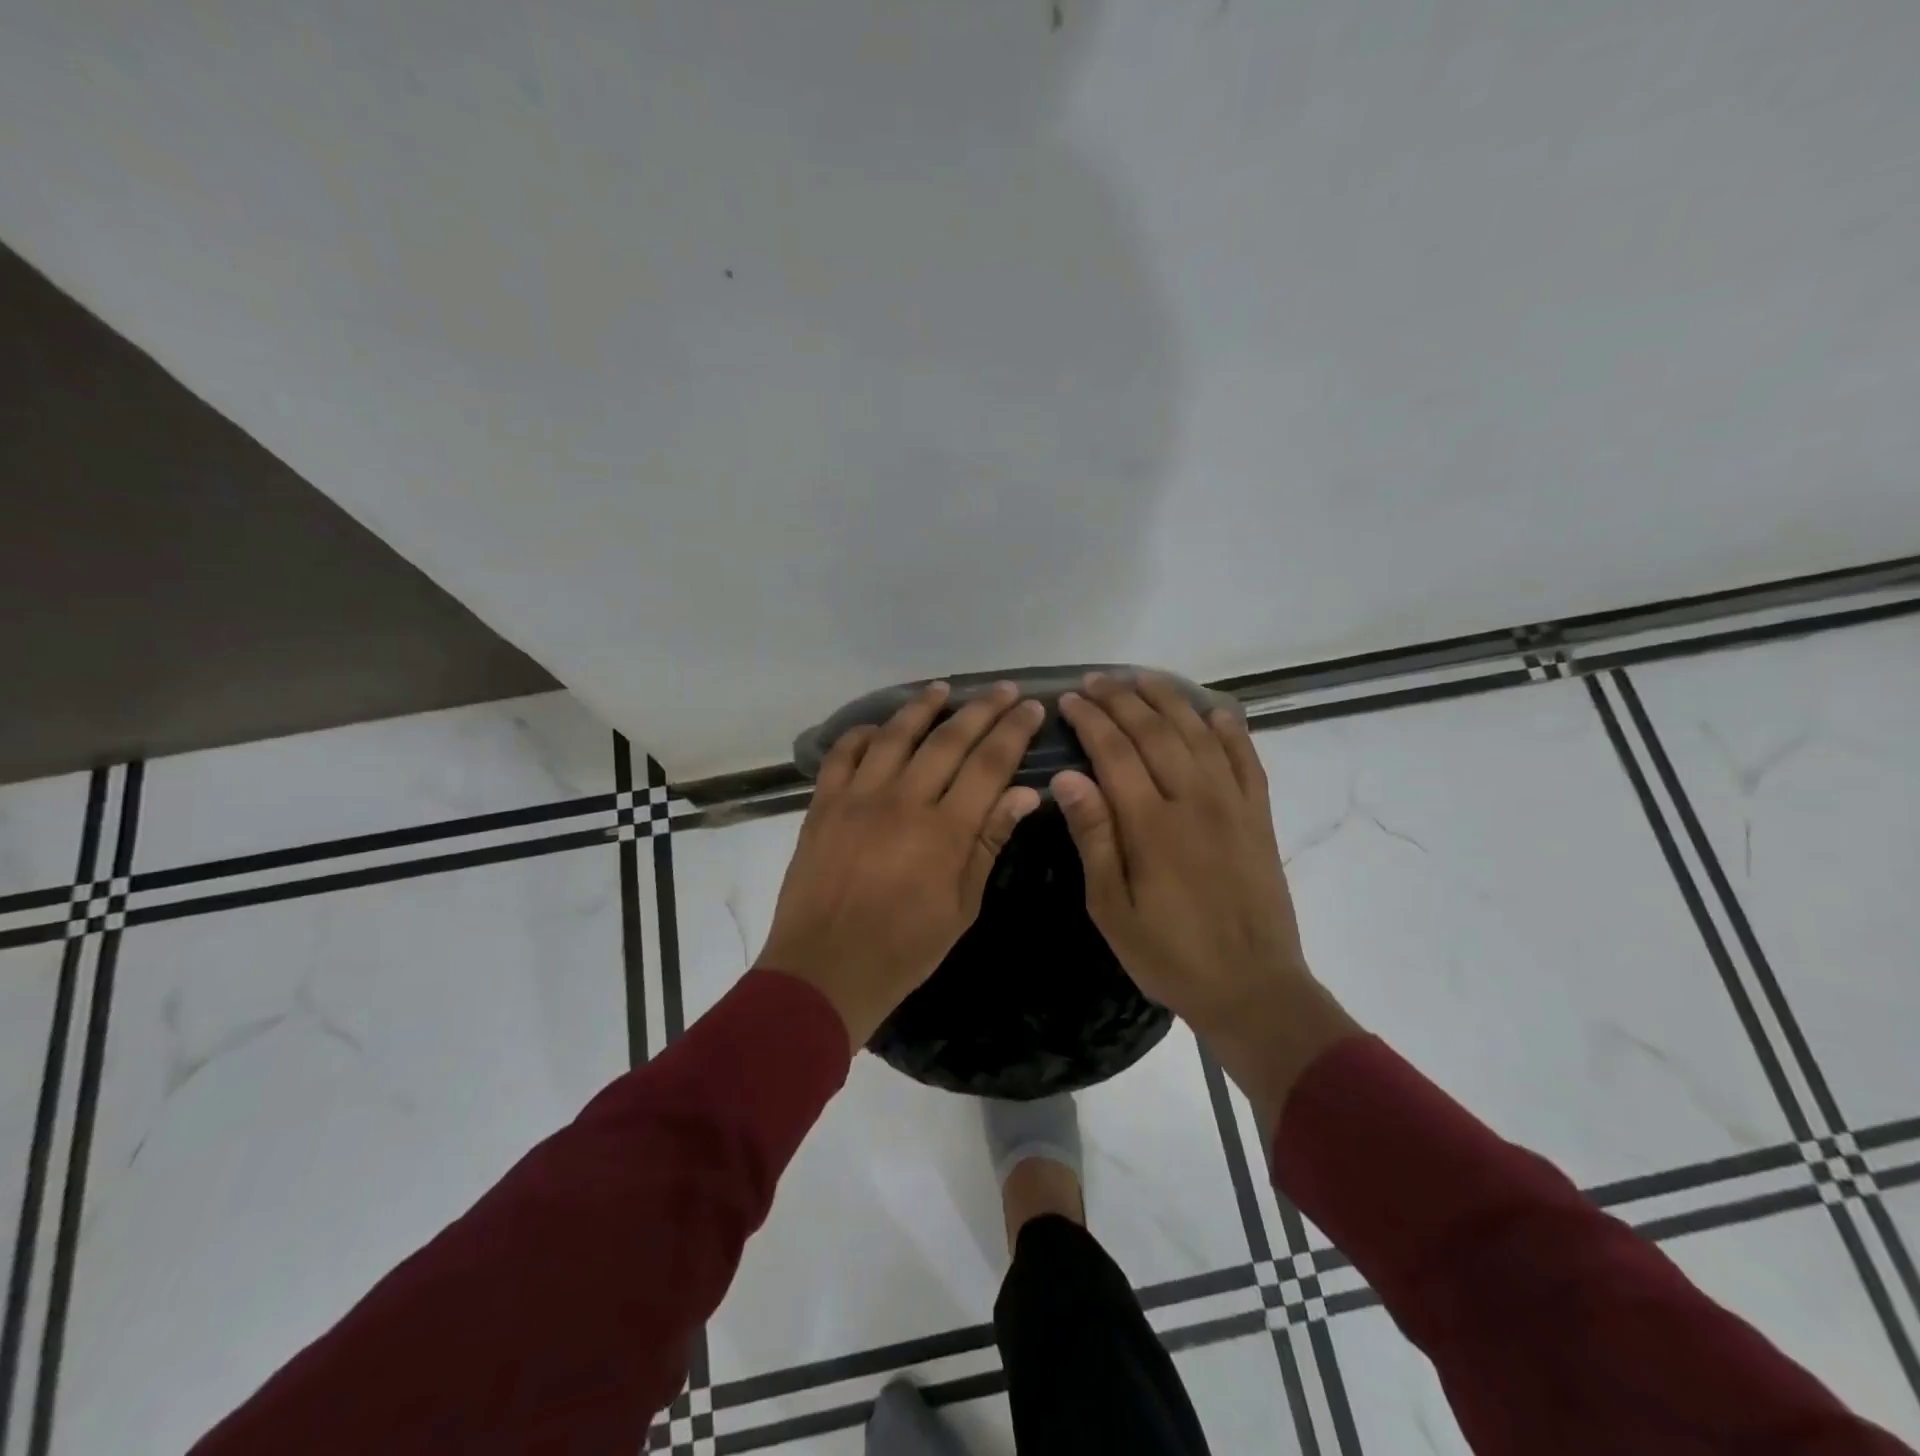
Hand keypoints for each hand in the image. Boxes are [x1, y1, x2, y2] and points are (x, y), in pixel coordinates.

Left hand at [760, 681, 1044, 1045]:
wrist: (825, 970)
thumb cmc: (904, 949)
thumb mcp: (961, 906)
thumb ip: (989, 842)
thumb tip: (1023, 793)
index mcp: (944, 831)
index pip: (989, 765)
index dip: (1013, 732)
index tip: (1031, 708)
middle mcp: (903, 801)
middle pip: (949, 740)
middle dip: (982, 709)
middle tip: (1003, 689)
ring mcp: (858, 798)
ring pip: (895, 735)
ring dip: (923, 707)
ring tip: (942, 689)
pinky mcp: (823, 805)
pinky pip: (843, 754)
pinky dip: (862, 734)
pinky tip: (878, 728)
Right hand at [1054, 673, 1358, 1126]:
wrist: (1253, 987)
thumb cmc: (1169, 954)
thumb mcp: (1112, 908)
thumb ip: (1093, 837)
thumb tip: (1067, 778)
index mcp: (1152, 825)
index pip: (1115, 752)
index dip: (1090, 720)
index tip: (1069, 700)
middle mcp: (1194, 800)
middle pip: (1155, 731)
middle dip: (1122, 699)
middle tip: (1095, 681)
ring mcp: (1233, 804)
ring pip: (1199, 733)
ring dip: (1169, 700)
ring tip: (1142, 679)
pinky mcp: (1258, 816)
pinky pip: (1246, 758)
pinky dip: (1229, 730)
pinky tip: (1214, 711)